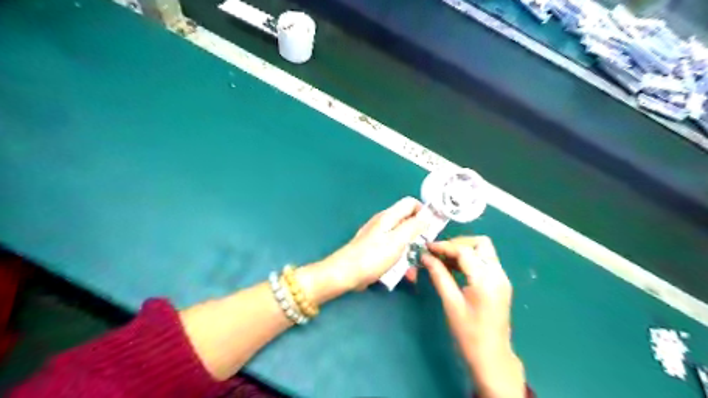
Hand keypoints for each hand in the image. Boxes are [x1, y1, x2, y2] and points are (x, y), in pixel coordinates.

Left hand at [311, 196, 421, 295]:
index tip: (432, 228)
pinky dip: (400, 258)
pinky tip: (404, 273)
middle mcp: (384, 223)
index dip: (423, 212)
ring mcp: (378, 236)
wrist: (345, 274)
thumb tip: (427, 213)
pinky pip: (393, 250)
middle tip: (425, 250)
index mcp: (389, 217)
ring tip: (415, 267)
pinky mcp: (375, 249)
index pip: (410, 203)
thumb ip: (413, 226)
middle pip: (407, 221)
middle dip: (419, 235)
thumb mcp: (397, 241)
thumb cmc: (372, 257)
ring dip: (411, 250)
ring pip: (402, 238)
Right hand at [419, 236, 523, 397]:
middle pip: (480, 243)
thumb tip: (425, 257)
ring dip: (463, 250)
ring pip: (483, 250)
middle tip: (439, 252)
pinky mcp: (500, 283)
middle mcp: (498, 274)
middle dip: (458, 243)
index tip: (427, 248)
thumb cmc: (469, 334)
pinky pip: (485, 261)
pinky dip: (469, 259)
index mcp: (486, 280)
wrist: (492, 358)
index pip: (465, 251)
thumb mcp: (451, 303)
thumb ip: (439, 276)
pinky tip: (453, 267)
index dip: (444, 246)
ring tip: (442, 259)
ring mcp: (501, 278)